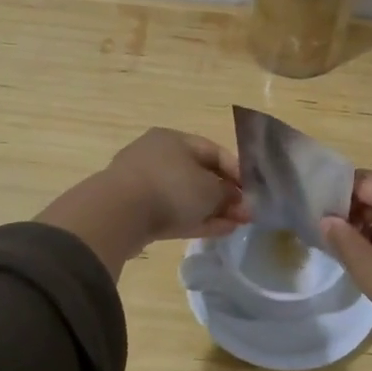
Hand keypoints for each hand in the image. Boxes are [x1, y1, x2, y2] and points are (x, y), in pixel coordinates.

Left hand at [102, 129, 250, 243]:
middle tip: (246, 213)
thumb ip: (229, 194)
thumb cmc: (171, 188)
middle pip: (199, 175)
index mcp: (173, 139)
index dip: (235, 170)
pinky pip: (172, 213)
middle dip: (224, 195)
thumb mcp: (210, 189)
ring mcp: (144, 184)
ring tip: (235, 225)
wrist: (119, 214)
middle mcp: (158, 156)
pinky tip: (218, 231)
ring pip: (186, 196)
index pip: (212, 150)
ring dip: (212, 210)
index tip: (252, 190)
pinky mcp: (137, 211)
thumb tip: (238, 201)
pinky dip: (195, 220)